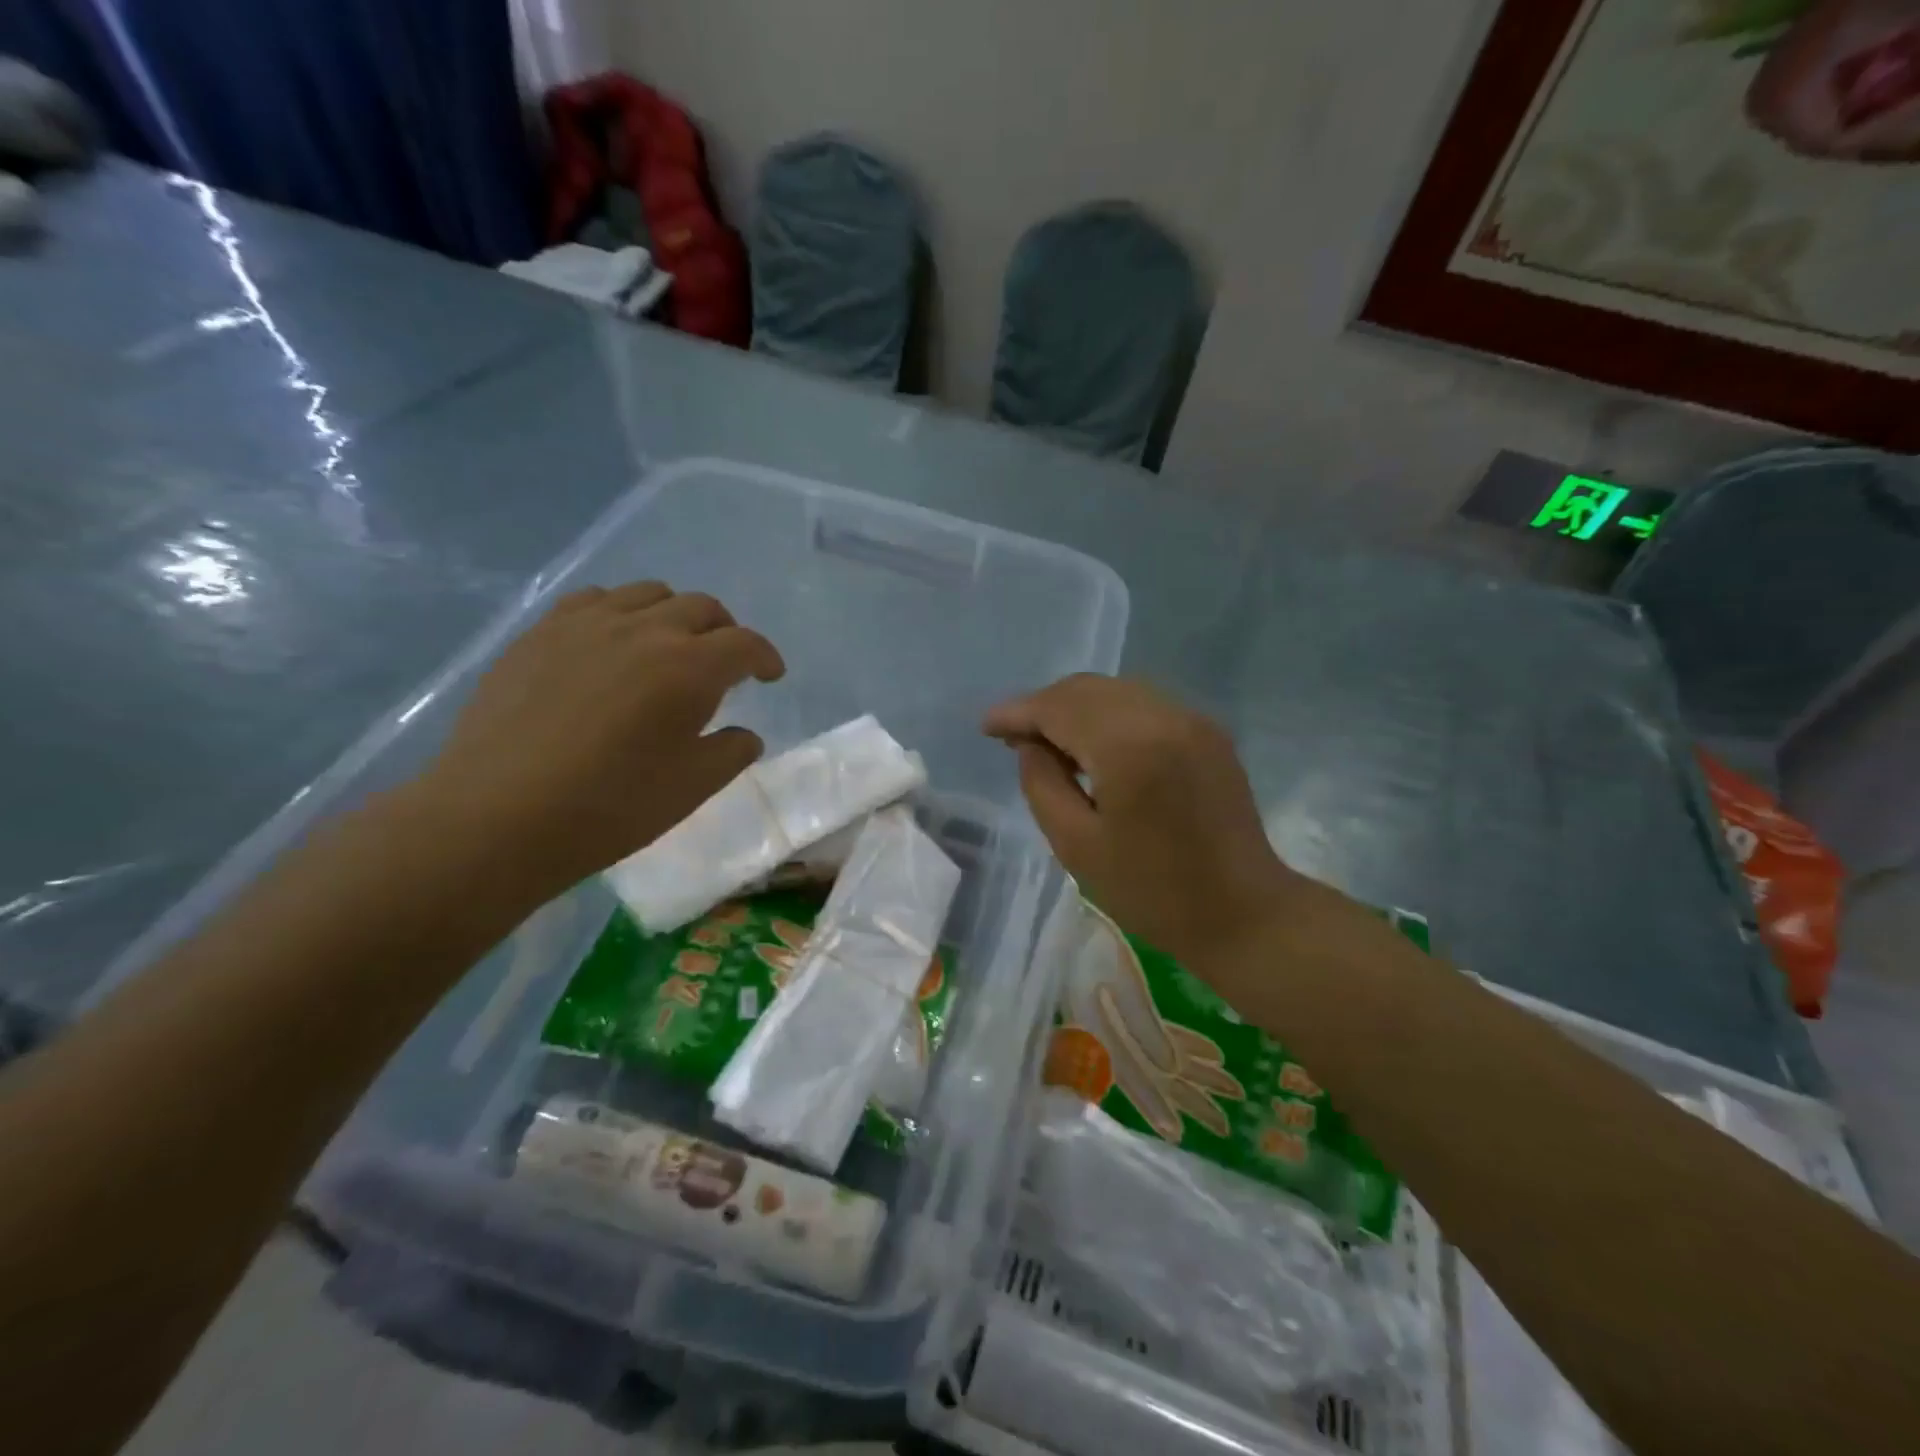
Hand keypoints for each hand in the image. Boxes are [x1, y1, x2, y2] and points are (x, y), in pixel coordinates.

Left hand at [411, 582, 784, 902]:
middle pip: (701, 607)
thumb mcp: (691, 788)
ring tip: (669, 647)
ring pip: (648, 594)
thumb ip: (730, 753)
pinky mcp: (541, 632)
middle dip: (725, 632)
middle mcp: (644, 630)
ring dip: (674, 615)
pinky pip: (594, 600)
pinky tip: (612, 643)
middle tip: (725, 664)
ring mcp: (586, 624)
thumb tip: (745, 734)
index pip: (745, 644)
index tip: (770, 676)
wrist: (498, 816)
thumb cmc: (610, 808)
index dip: (765, 657)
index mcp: (689, 668)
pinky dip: (620, 612)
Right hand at [984, 675, 1313, 964]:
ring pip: (1116, 691)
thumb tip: (1031, 745)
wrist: (1243, 912)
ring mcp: (1192, 719)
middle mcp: (1163, 716)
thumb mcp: (1076, 845)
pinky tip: (1096, 746)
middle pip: (1086, 689)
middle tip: (1014, 738)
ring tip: (1052, 744)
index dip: (1017, 712)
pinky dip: (1109, 714)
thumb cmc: (1152, 891)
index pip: (1058, 707)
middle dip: (1044, 706)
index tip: (987, 727)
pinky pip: (1144, 704)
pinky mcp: (1208, 731)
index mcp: (1128, 746)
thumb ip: (1042, 783)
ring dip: (1076, 708)